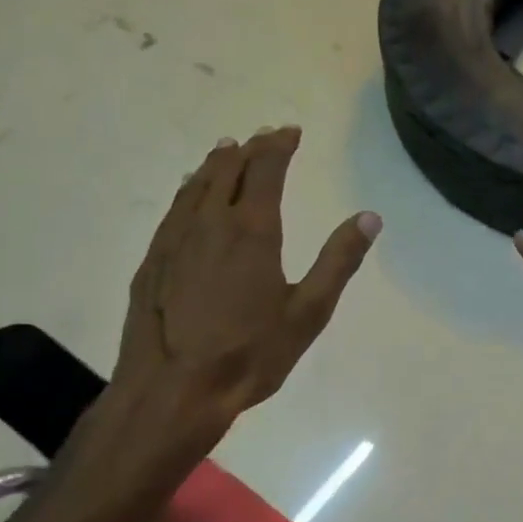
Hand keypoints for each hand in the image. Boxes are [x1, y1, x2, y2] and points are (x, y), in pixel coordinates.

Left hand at [105, 126, 379, 457]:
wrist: (172, 390)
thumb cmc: (250, 354)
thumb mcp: (308, 312)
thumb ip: (339, 261)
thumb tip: (370, 217)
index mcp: (252, 231)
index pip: (266, 170)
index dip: (279, 146)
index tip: (290, 131)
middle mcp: (209, 223)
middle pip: (227, 169)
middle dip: (250, 148)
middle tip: (264, 137)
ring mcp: (174, 240)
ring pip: (194, 185)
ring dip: (215, 164)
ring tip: (226, 150)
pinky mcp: (152, 261)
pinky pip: (173, 209)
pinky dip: (188, 190)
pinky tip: (188, 194)